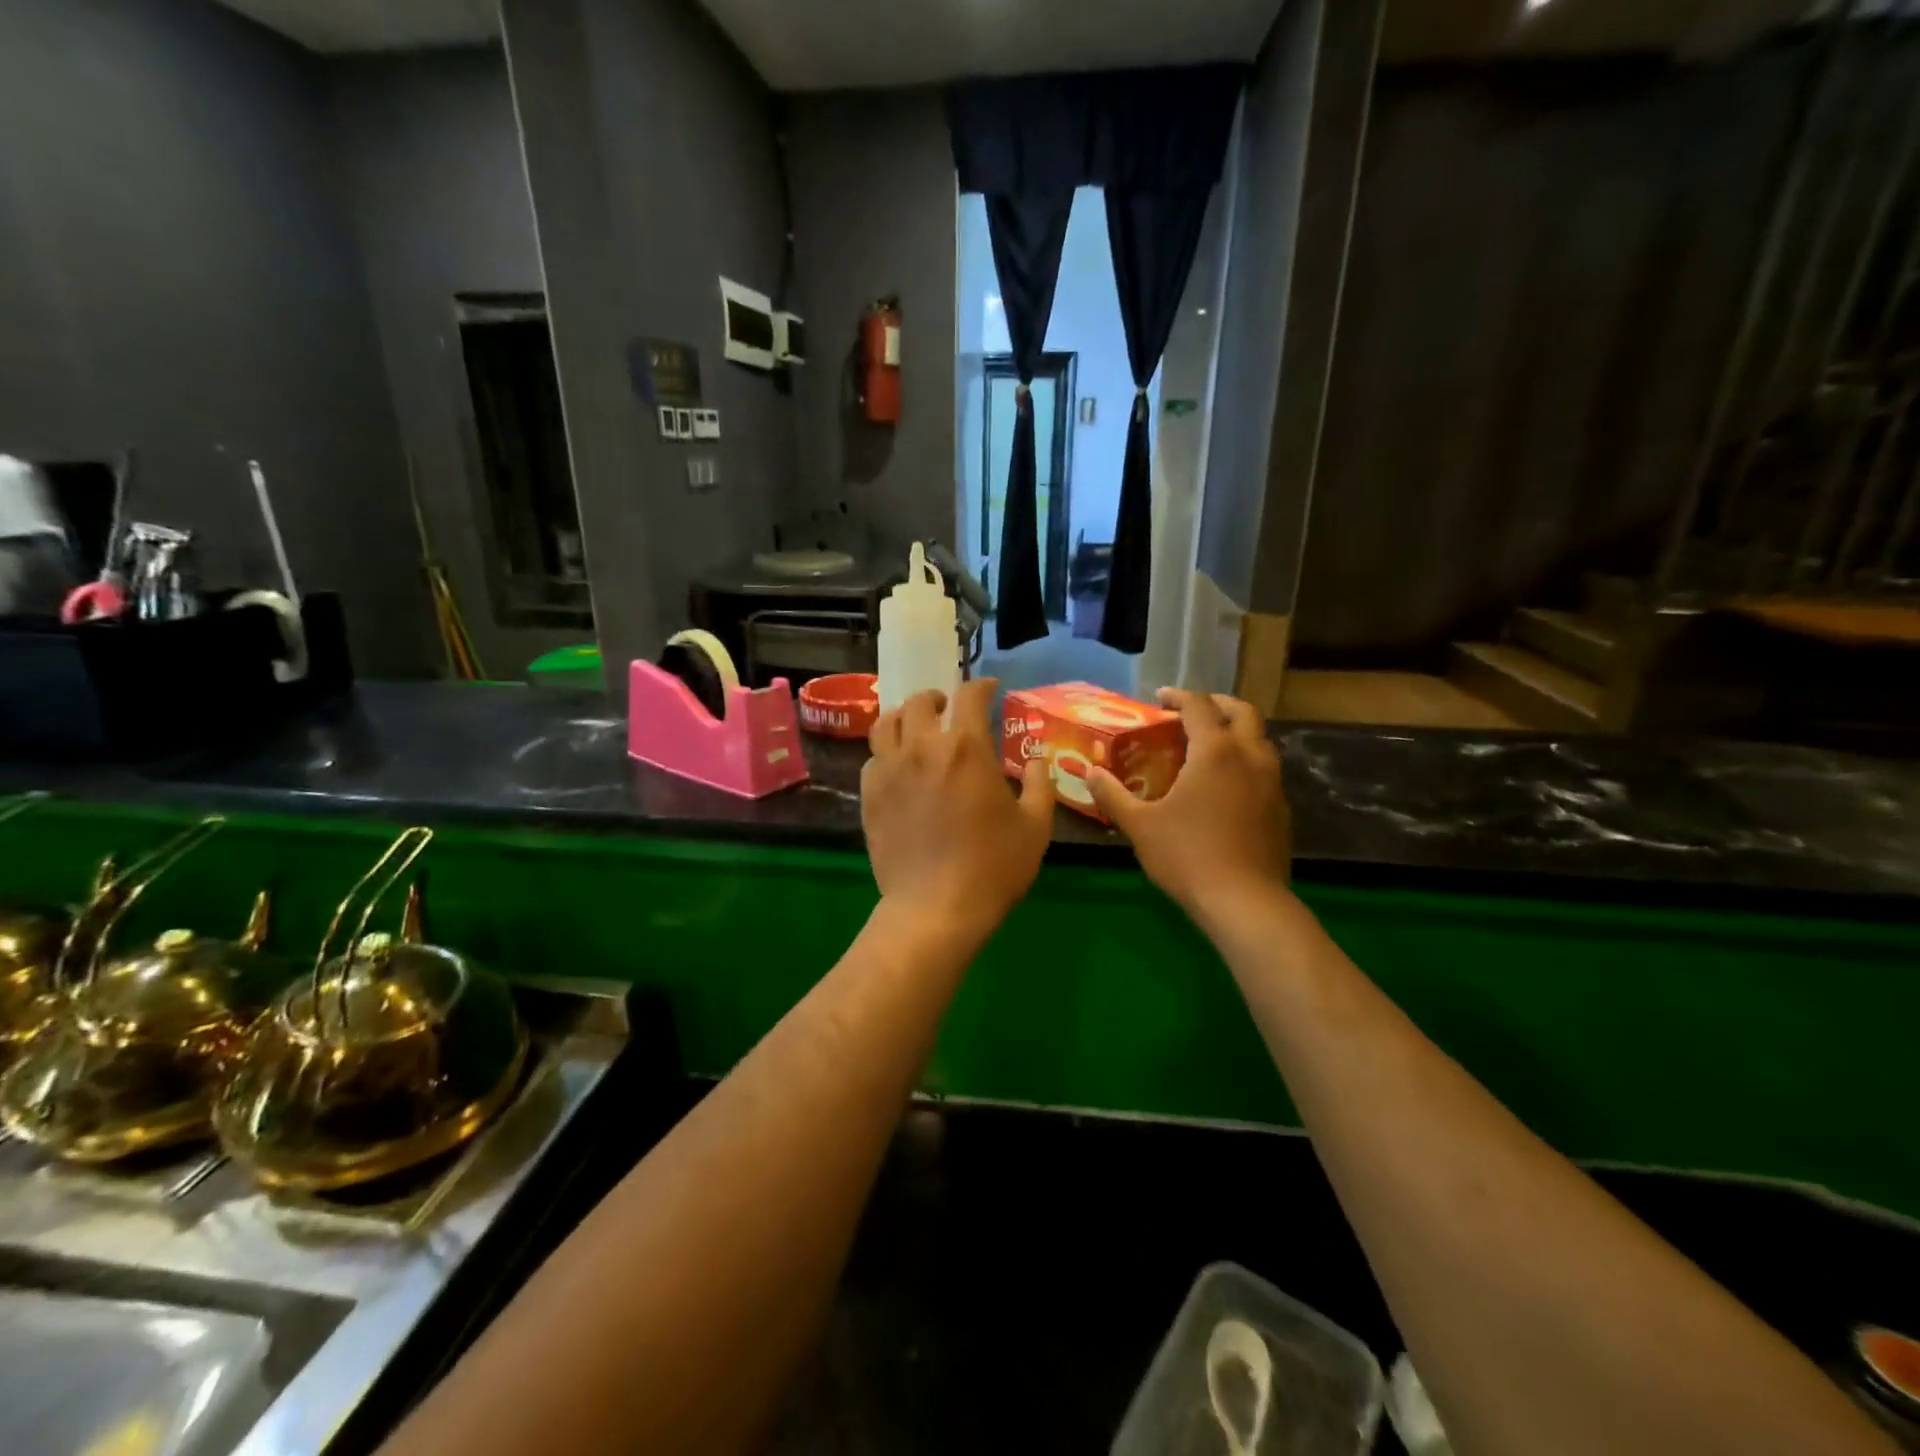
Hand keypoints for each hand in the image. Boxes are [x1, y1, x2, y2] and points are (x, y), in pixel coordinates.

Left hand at [861, 678, 1052, 937]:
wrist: (935, 908)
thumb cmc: (993, 867)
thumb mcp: (1035, 827)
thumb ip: (1038, 784)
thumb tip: (1035, 760)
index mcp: (966, 748)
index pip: (969, 696)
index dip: (981, 686)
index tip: (990, 689)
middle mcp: (922, 747)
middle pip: (920, 702)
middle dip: (938, 698)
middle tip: (949, 709)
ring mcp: (889, 770)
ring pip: (887, 723)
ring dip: (905, 717)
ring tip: (916, 727)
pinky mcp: (869, 795)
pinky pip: (872, 758)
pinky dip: (887, 752)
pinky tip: (898, 766)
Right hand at [1088, 689, 1291, 924]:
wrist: (1245, 902)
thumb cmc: (1187, 855)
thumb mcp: (1139, 825)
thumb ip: (1113, 795)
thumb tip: (1090, 773)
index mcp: (1215, 751)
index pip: (1199, 705)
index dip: (1178, 697)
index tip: (1159, 699)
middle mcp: (1250, 756)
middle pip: (1242, 712)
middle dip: (1216, 704)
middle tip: (1191, 713)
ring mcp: (1272, 783)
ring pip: (1259, 740)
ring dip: (1235, 733)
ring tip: (1207, 748)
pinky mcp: (1280, 809)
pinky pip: (1264, 770)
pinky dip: (1244, 762)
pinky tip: (1224, 788)